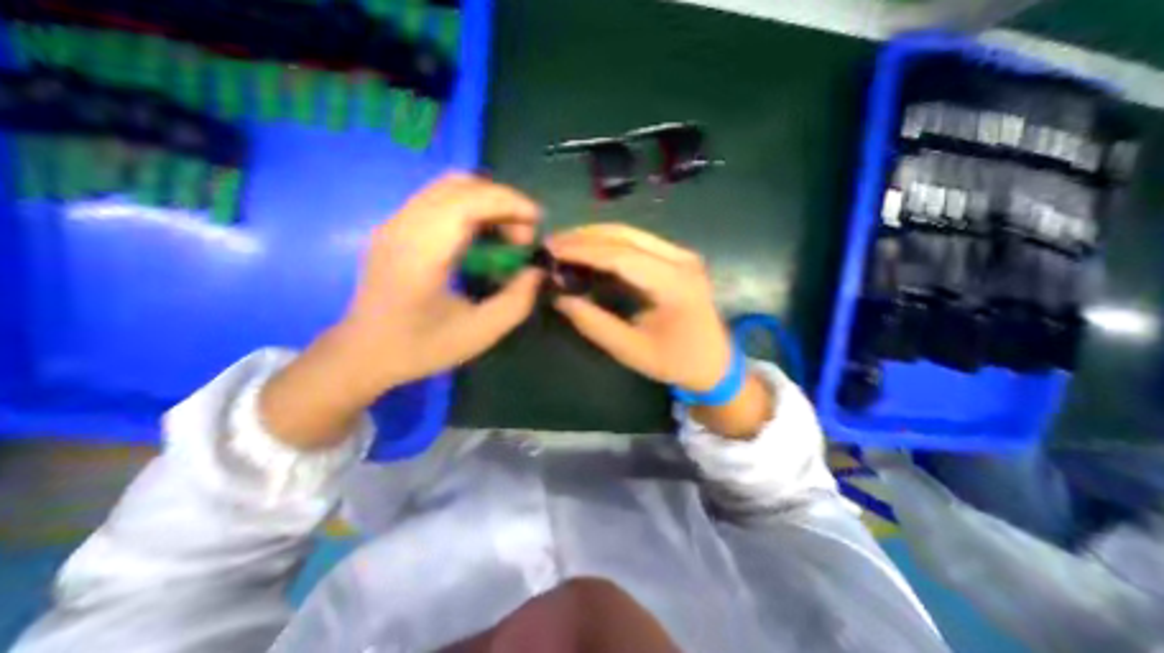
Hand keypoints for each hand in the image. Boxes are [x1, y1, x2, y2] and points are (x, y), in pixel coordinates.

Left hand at [258, 172, 540, 447]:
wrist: (364, 354)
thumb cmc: (422, 347)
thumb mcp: (481, 332)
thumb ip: (518, 300)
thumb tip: (537, 270)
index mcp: (422, 252)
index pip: (468, 201)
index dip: (509, 202)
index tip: (537, 219)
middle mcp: (404, 226)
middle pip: (459, 186)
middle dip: (502, 202)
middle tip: (524, 234)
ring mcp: (395, 223)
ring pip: (448, 188)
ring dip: (487, 203)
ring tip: (508, 234)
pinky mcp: (395, 228)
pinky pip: (438, 200)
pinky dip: (470, 209)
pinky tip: (483, 235)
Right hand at [550, 225, 770, 439]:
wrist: (715, 363)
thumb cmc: (676, 362)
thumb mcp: (631, 350)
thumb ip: (594, 323)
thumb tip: (560, 298)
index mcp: (675, 284)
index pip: (621, 256)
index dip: (583, 251)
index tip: (552, 250)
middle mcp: (682, 260)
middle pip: (626, 236)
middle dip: (585, 236)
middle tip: (553, 243)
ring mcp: (682, 256)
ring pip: (632, 234)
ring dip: (596, 236)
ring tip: (565, 244)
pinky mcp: (678, 259)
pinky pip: (639, 242)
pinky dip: (610, 244)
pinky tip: (590, 250)